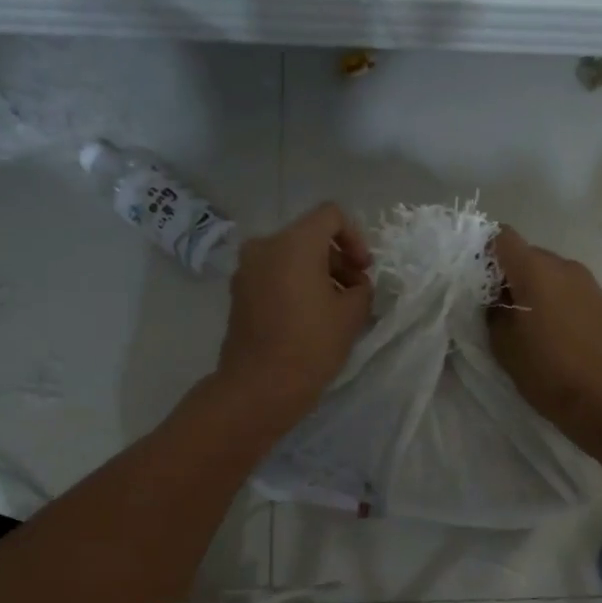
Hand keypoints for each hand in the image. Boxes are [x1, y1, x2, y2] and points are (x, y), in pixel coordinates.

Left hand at [215, 202, 373, 423]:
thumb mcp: (352, 315)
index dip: (355, 237)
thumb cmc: (310, 345)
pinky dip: (294, 285)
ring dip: (316, 274)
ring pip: (290, 257)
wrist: (259, 387)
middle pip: (309, 236)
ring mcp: (247, 270)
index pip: (331, 215)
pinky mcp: (238, 293)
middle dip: (337, 259)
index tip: (362, 271)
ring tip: (334, 309)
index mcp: (294, 243)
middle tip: (354, 293)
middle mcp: (265, 246)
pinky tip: (308, 318)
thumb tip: (354, 285)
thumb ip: (361, 288)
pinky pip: (274, 276)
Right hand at [487, 227, 601, 445]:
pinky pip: (565, 290)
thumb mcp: (503, 344)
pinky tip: (546, 332)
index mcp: (535, 268)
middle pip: (526, 255)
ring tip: (520, 324)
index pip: (502, 237)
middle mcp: (563, 265)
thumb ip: (492, 312)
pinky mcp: (600, 302)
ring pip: (547, 273)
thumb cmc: (549, 370)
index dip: (483, 251)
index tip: (471, 278)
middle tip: (492, 308)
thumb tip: (495, 299)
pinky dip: (550, 301)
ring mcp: (586, 282)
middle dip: (506, 275)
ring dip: (530, 290)